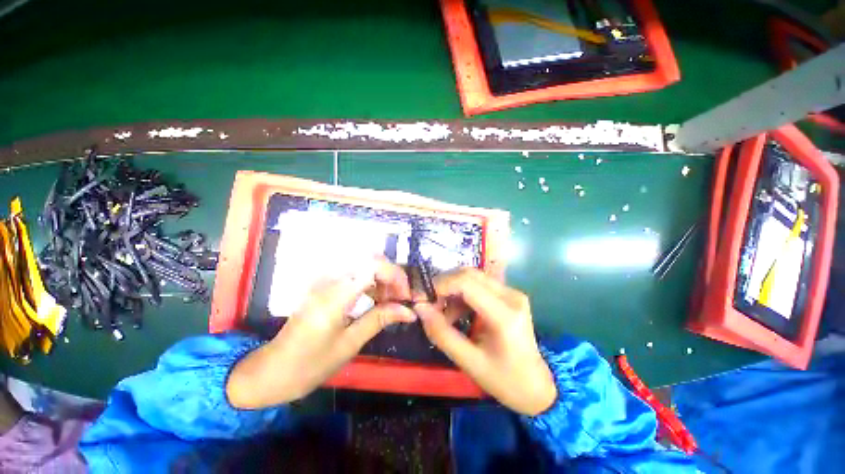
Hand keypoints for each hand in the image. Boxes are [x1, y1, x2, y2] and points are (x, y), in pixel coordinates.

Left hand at [227, 259, 415, 408]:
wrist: (272, 371)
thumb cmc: (310, 364)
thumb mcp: (350, 344)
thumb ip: (379, 320)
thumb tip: (408, 311)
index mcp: (335, 294)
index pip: (373, 266)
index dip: (395, 276)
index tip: (406, 297)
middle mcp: (330, 279)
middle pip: (370, 260)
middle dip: (391, 276)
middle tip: (399, 299)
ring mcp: (325, 280)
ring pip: (363, 264)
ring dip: (381, 278)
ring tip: (390, 300)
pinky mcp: (324, 285)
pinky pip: (354, 273)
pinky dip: (370, 281)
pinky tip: (374, 298)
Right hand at [415, 268, 556, 415]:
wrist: (537, 387)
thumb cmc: (504, 381)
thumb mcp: (468, 362)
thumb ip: (441, 333)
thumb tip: (419, 308)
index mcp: (504, 314)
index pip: (466, 283)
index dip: (439, 285)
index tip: (421, 298)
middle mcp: (511, 295)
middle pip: (468, 274)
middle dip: (444, 285)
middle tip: (429, 304)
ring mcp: (512, 293)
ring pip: (472, 277)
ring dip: (452, 290)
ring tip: (441, 313)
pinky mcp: (509, 295)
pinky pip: (479, 285)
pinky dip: (461, 295)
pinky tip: (455, 313)